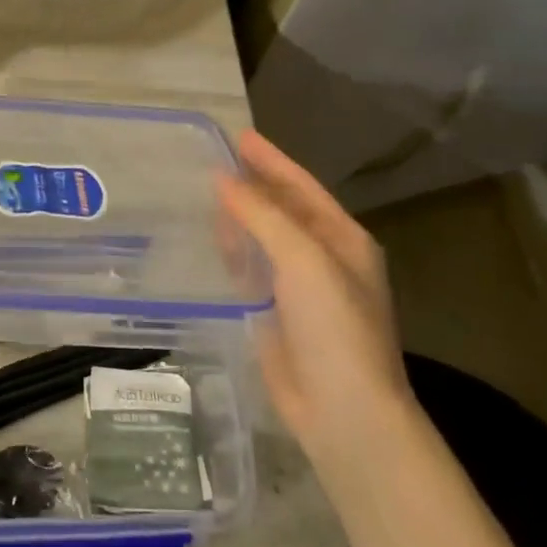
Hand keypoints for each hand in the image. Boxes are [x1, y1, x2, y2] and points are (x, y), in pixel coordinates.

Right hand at [218, 130, 413, 485]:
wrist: (343, 410)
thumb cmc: (334, 327)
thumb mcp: (303, 260)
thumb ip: (262, 215)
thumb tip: (223, 178)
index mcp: (343, 239)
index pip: (301, 187)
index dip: (271, 160)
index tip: (238, 135)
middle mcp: (324, 258)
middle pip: (282, 210)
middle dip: (252, 186)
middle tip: (211, 161)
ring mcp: (300, 289)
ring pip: (263, 240)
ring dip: (239, 218)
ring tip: (203, 194)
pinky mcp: (276, 315)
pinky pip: (250, 272)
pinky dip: (232, 253)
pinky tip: (209, 243)